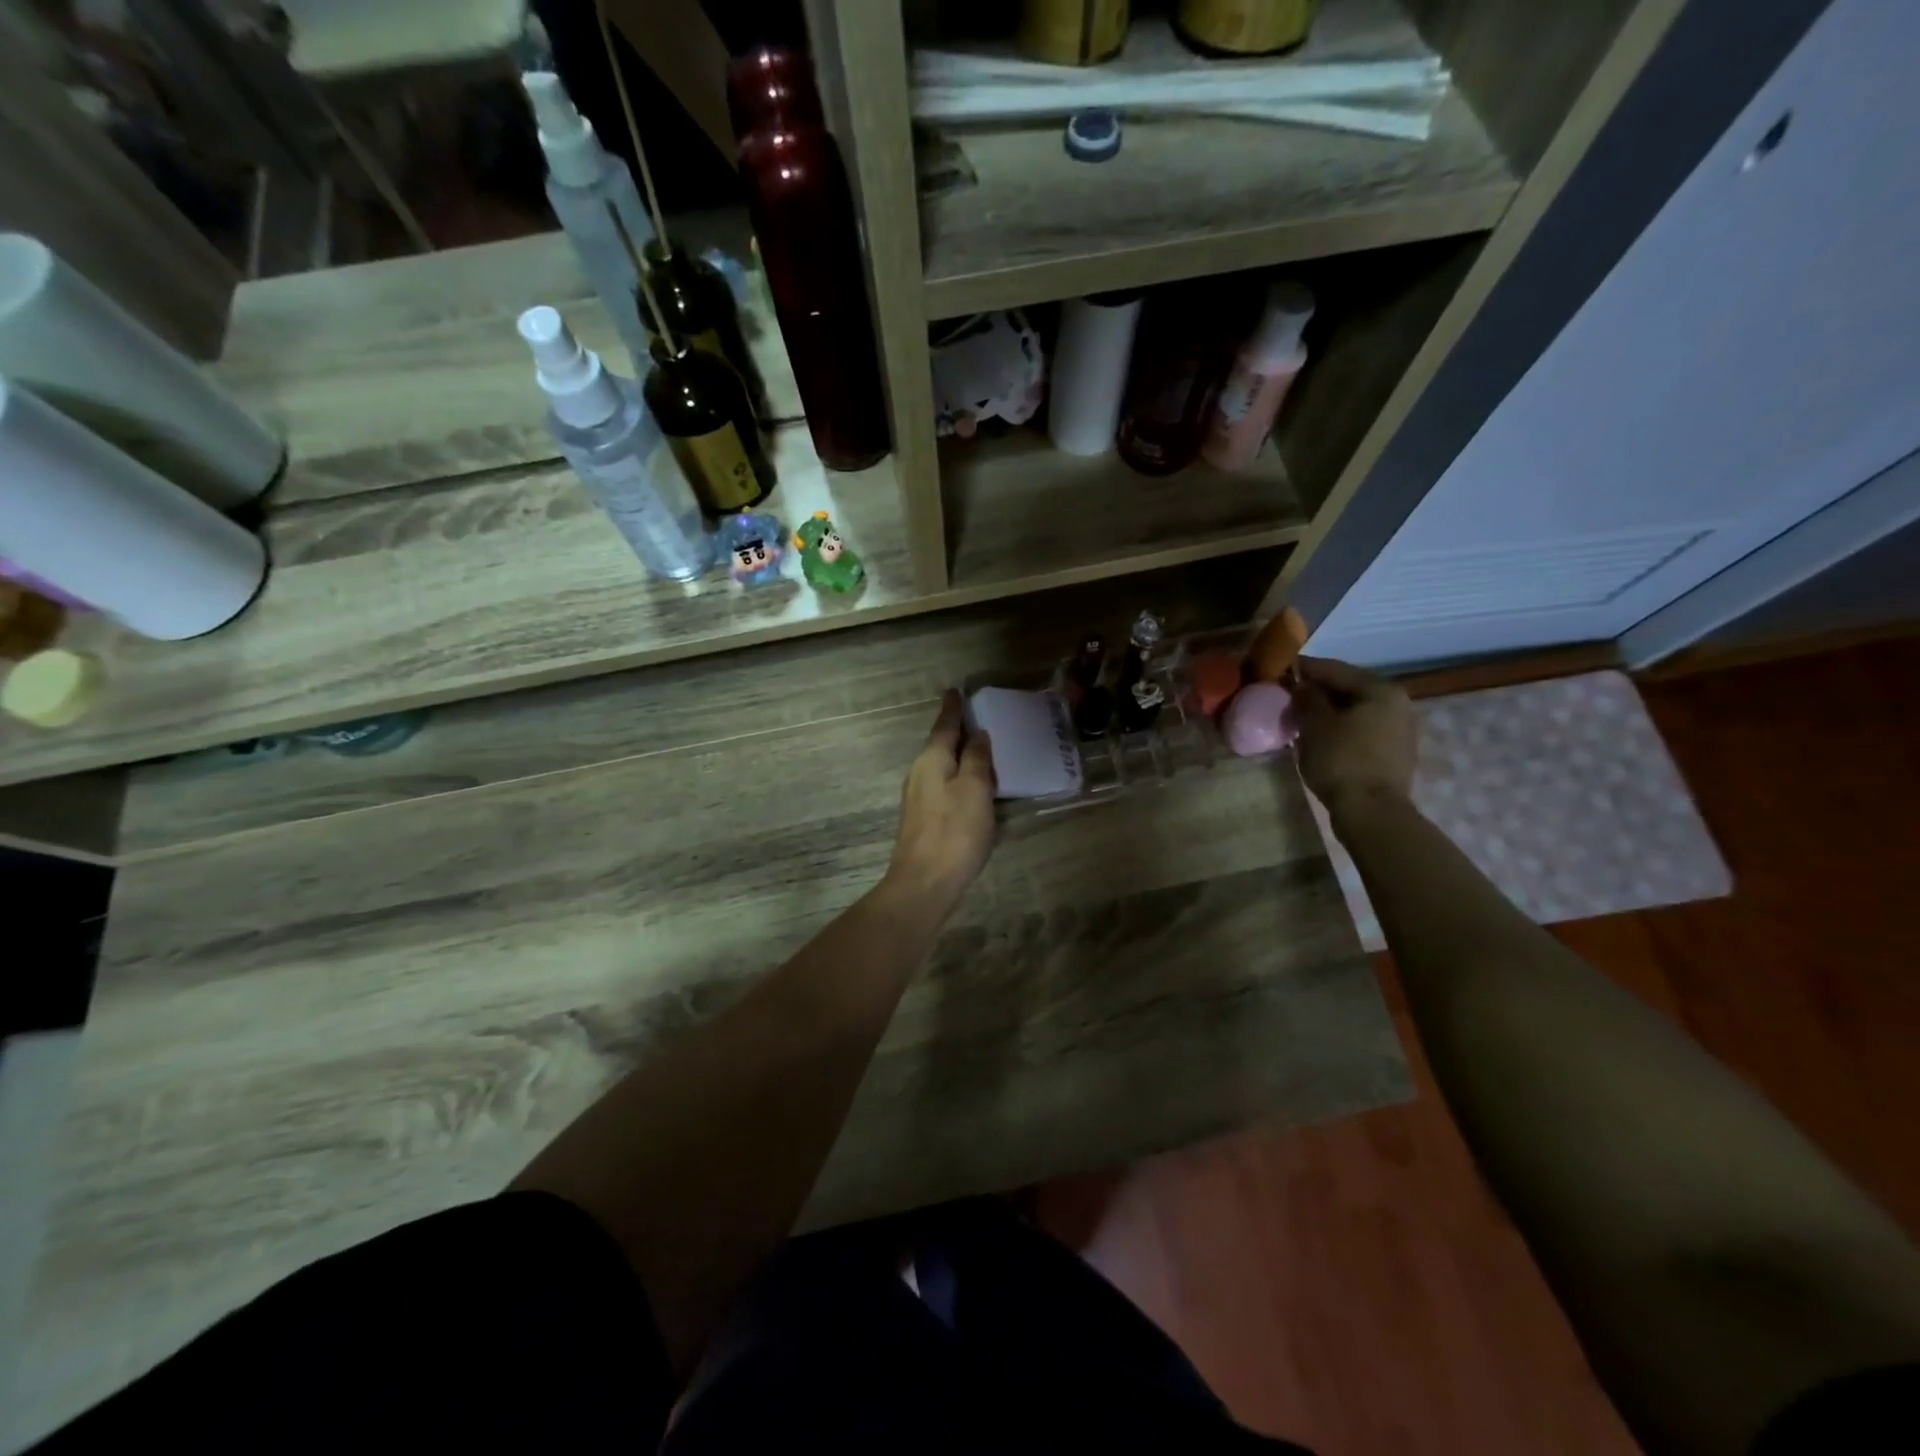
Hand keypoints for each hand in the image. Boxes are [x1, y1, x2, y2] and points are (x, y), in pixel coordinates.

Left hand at [884, 691, 995, 919]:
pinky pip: (943, 786)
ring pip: (942, 766)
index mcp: (932, 760)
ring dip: (959, 756)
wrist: (924, 883)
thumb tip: (977, 734)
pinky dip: (958, 777)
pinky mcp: (923, 819)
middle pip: (941, 745)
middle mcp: (920, 773)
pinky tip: (972, 786)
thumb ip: (977, 759)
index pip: (944, 726)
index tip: (955, 690)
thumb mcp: (975, 790)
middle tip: (977, 717)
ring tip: (980, 749)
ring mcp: (918, 798)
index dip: (953, 708)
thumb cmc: (954, 832)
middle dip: (957, 731)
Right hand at [1292, 657, 1415, 815]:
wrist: (1371, 812)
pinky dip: (1339, 728)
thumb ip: (1306, 698)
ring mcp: (1398, 729)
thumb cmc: (1341, 760)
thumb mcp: (1314, 724)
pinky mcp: (1393, 752)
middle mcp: (1396, 702)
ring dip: (1327, 711)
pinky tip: (1319, 738)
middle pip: (1347, 688)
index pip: (1333, 668)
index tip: (1278, 669)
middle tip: (1286, 697)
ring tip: (1299, 719)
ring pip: (1354, 710)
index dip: (1303, 668)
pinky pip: (1360, 729)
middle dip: (1316, 691)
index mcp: (1379, 689)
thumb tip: (1302, 686)